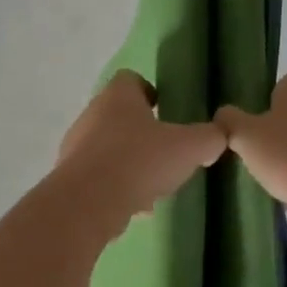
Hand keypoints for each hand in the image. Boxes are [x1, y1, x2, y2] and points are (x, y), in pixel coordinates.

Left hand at [54, 71, 226, 231]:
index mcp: (118, 96)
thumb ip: (209, 138)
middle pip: (119, 115)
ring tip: (154, 186)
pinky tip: (135, 207)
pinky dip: (116, 186)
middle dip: (143, 133)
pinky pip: (98, 176)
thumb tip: (217, 137)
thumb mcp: (190, 147)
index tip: (166, 111)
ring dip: (130, 163)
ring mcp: (76, 145)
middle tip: (166, 152)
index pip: (131, 79)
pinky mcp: (69, 176)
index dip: (150, 92)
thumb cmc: (140, 161)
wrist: (89, 202)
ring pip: (109, 148)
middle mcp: (92, 114)